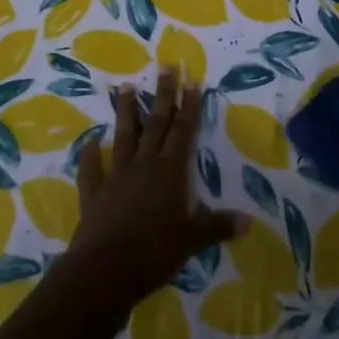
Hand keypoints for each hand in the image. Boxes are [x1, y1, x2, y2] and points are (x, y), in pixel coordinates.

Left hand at [65, 68, 246, 311]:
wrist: (104, 271)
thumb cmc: (154, 252)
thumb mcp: (192, 240)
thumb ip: (217, 226)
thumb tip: (249, 223)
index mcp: (170, 172)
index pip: (183, 131)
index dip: (189, 106)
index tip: (192, 80)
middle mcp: (144, 165)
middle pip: (155, 124)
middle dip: (162, 95)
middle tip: (165, 67)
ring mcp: (116, 177)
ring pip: (123, 137)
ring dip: (124, 112)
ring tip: (124, 87)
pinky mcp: (94, 194)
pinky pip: (91, 171)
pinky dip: (89, 156)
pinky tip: (89, 142)